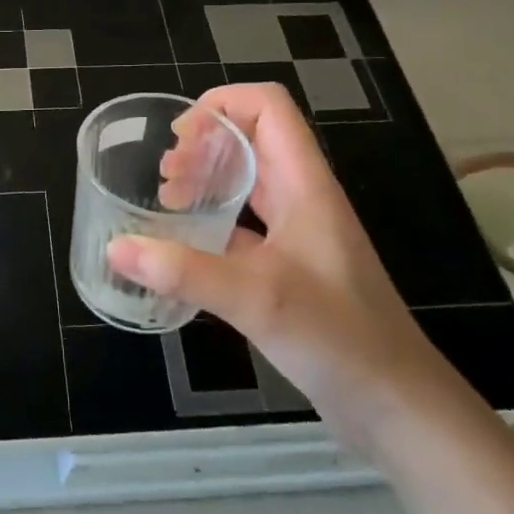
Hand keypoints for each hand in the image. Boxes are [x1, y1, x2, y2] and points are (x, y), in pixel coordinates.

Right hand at [107, 83, 468, 457]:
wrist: (398, 408)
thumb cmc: (339, 338)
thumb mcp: (256, 298)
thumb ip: (183, 271)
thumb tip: (115, 248)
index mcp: (305, 183)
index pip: (267, 107)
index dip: (221, 105)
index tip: (179, 138)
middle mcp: (302, 198)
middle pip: (251, 139)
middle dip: (203, 144)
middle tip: (165, 177)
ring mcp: (298, 233)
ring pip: (247, 182)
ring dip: (206, 180)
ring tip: (168, 203)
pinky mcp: (290, 267)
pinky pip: (244, 225)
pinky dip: (211, 223)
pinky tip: (184, 250)